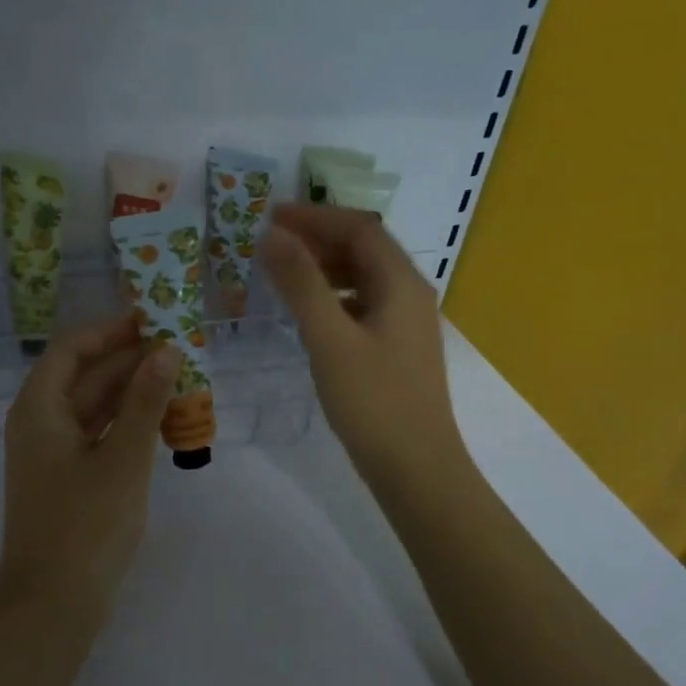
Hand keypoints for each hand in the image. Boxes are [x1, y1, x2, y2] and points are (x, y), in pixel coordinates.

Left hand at [0, 314, 178, 619]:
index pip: (71, 349)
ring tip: (179, 380)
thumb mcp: (123, 458)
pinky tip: (161, 421)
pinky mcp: (65, 478)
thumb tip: (166, 350)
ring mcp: (51, 453)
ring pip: (93, 407)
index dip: (110, 331)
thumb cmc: (85, 525)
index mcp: (39, 408)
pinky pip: (97, 435)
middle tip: (179, 350)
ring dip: (132, 394)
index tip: (151, 320)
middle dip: (129, 362)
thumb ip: (145, 401)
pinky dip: (126, 425)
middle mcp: (40, 423)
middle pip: (84, 377)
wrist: (53, 605)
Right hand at [259, 203, 466, 487]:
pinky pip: (362, 304)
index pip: (359, 228)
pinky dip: (332, 295)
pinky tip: (307, 312)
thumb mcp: (330, 339)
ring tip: (282, 271)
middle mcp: (409, 294)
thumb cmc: (372, 401)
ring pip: (363, 277)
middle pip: (364, 248)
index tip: (270, 217)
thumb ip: (301, 284)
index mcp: (401, 283)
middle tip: (270, 241)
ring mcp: (405, 322)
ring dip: (324, 266)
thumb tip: (273, 235)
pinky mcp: (396, 347)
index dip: (314, 217)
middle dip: (318, 237)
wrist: (415, 467)